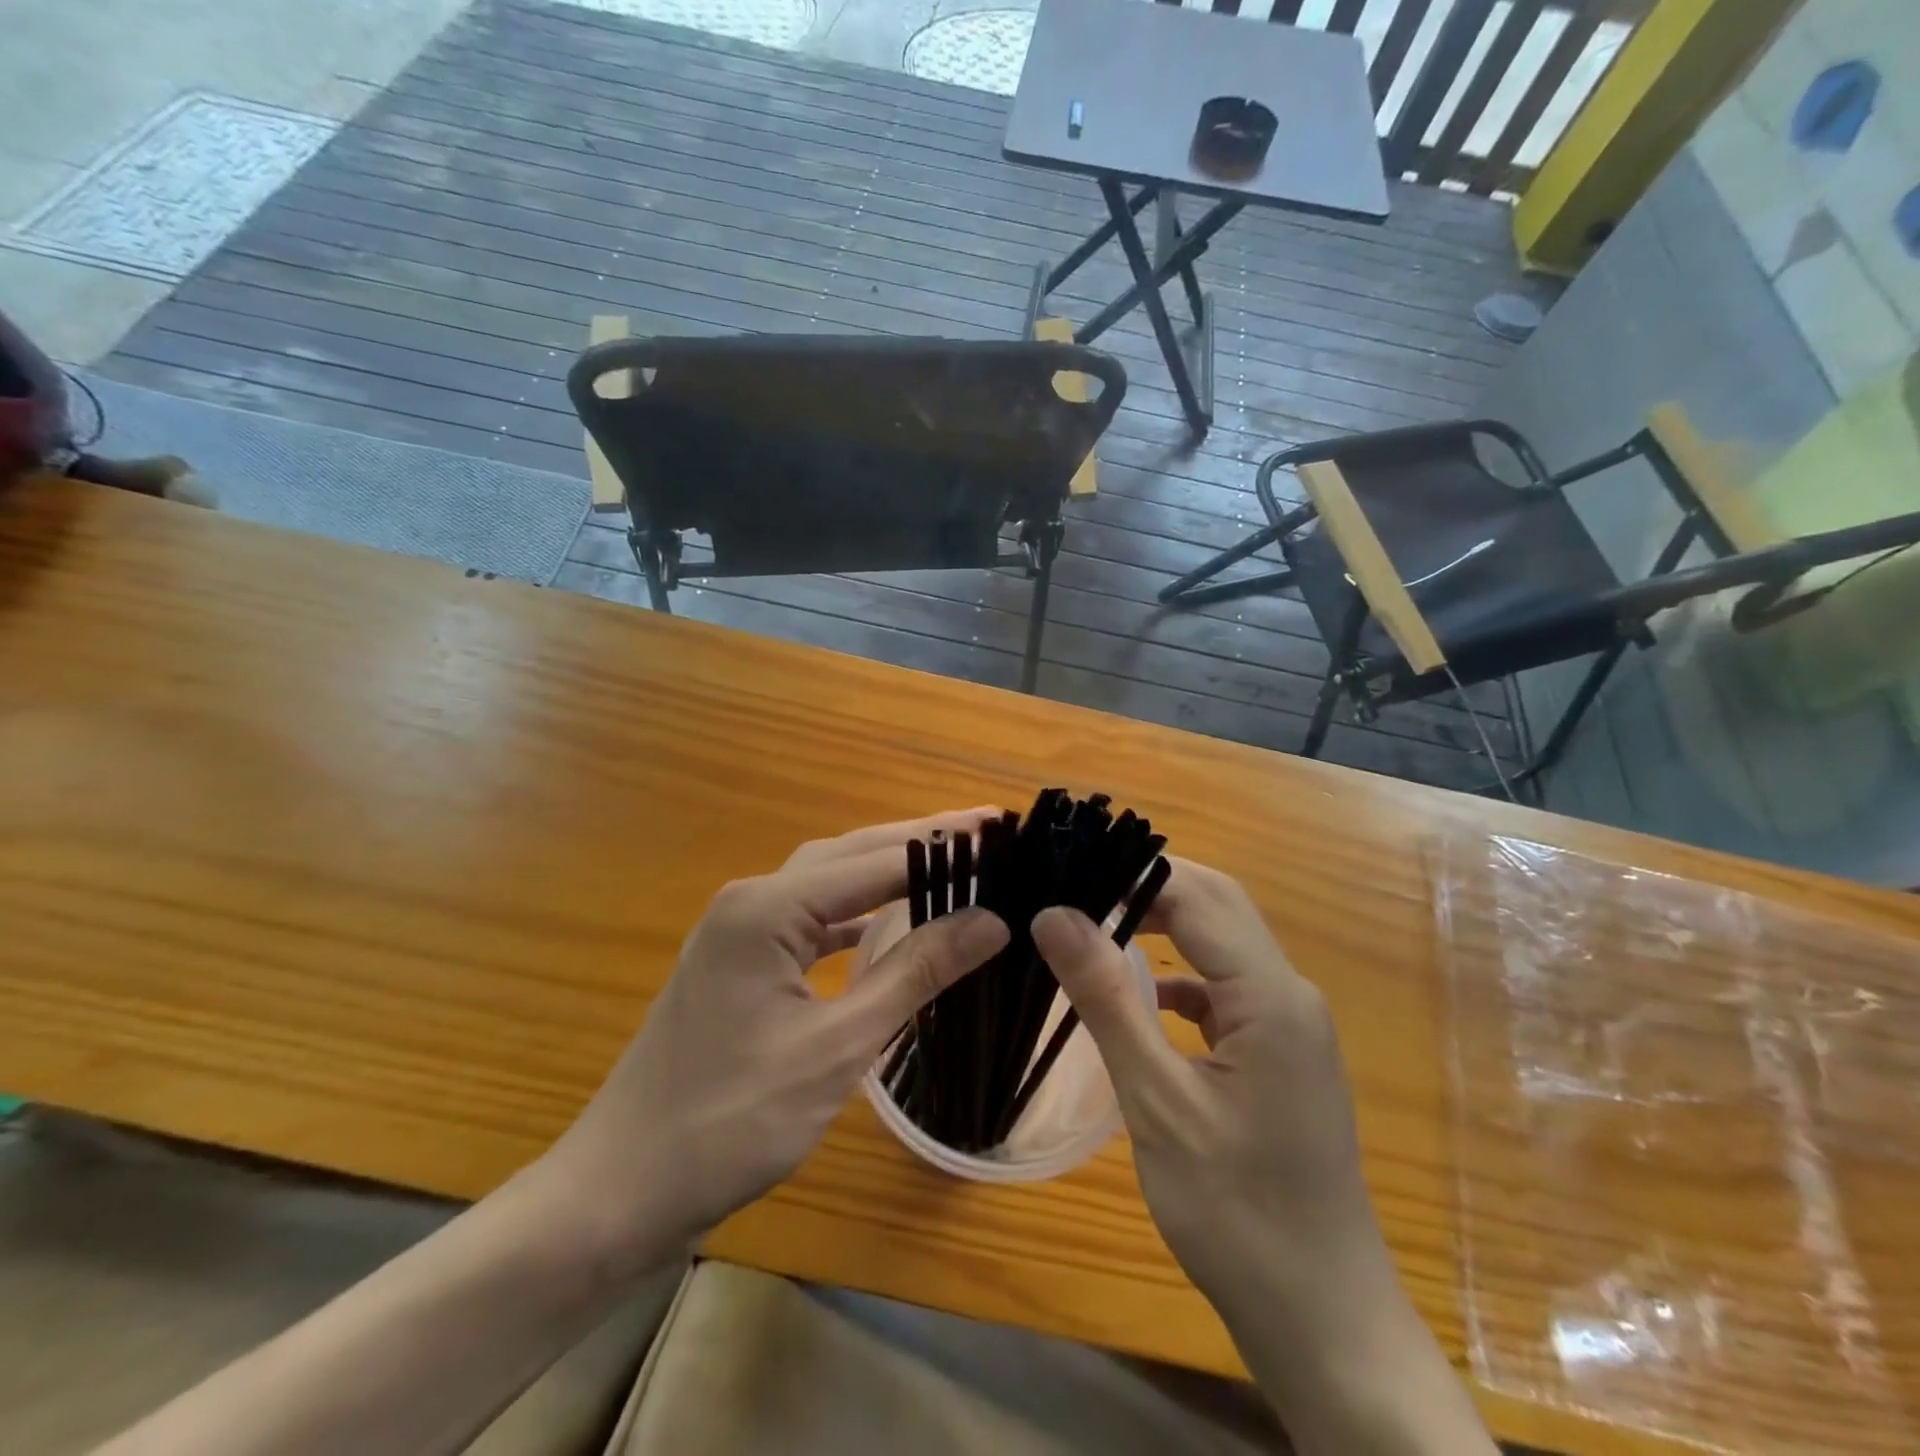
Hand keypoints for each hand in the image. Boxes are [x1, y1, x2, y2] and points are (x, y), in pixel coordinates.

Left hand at [541, 810, 1009, 1273]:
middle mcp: (751, 900)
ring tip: (951, 865)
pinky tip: (888, 923)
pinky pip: (809, 918)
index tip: (1002, 831)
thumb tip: (990, 920)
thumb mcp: (836, 1047)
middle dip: (918, 841)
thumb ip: (913, 974)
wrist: (619, 1189)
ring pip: (828, 882)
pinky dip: (855, 913)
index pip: (875, 860)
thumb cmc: (729, 1121)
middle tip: (986, 832)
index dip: (943, 844)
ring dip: (886, 872)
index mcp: (767, 907)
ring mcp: (738, 929)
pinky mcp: (738, 961)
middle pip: (849, 855)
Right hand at [1033, 862, 1494, 1455]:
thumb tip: (1055, 915)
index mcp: (1270, 996)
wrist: (1322, 1317)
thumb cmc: (1236, 1212)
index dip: (1130, 873)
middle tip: (1077, 886)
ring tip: (1097, 922)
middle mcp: (1290, 993)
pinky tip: (1145, 999)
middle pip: (1219, 904)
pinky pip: (1228, 986)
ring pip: (1224, 941)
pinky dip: (1183, 974)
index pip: (1196, 896)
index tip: (1066, 870)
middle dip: (1149, 884)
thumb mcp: (1158, 1102)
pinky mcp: (1281, 1052)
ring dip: (1166, 923)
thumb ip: (1108, 999)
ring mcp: (1291, 1023)